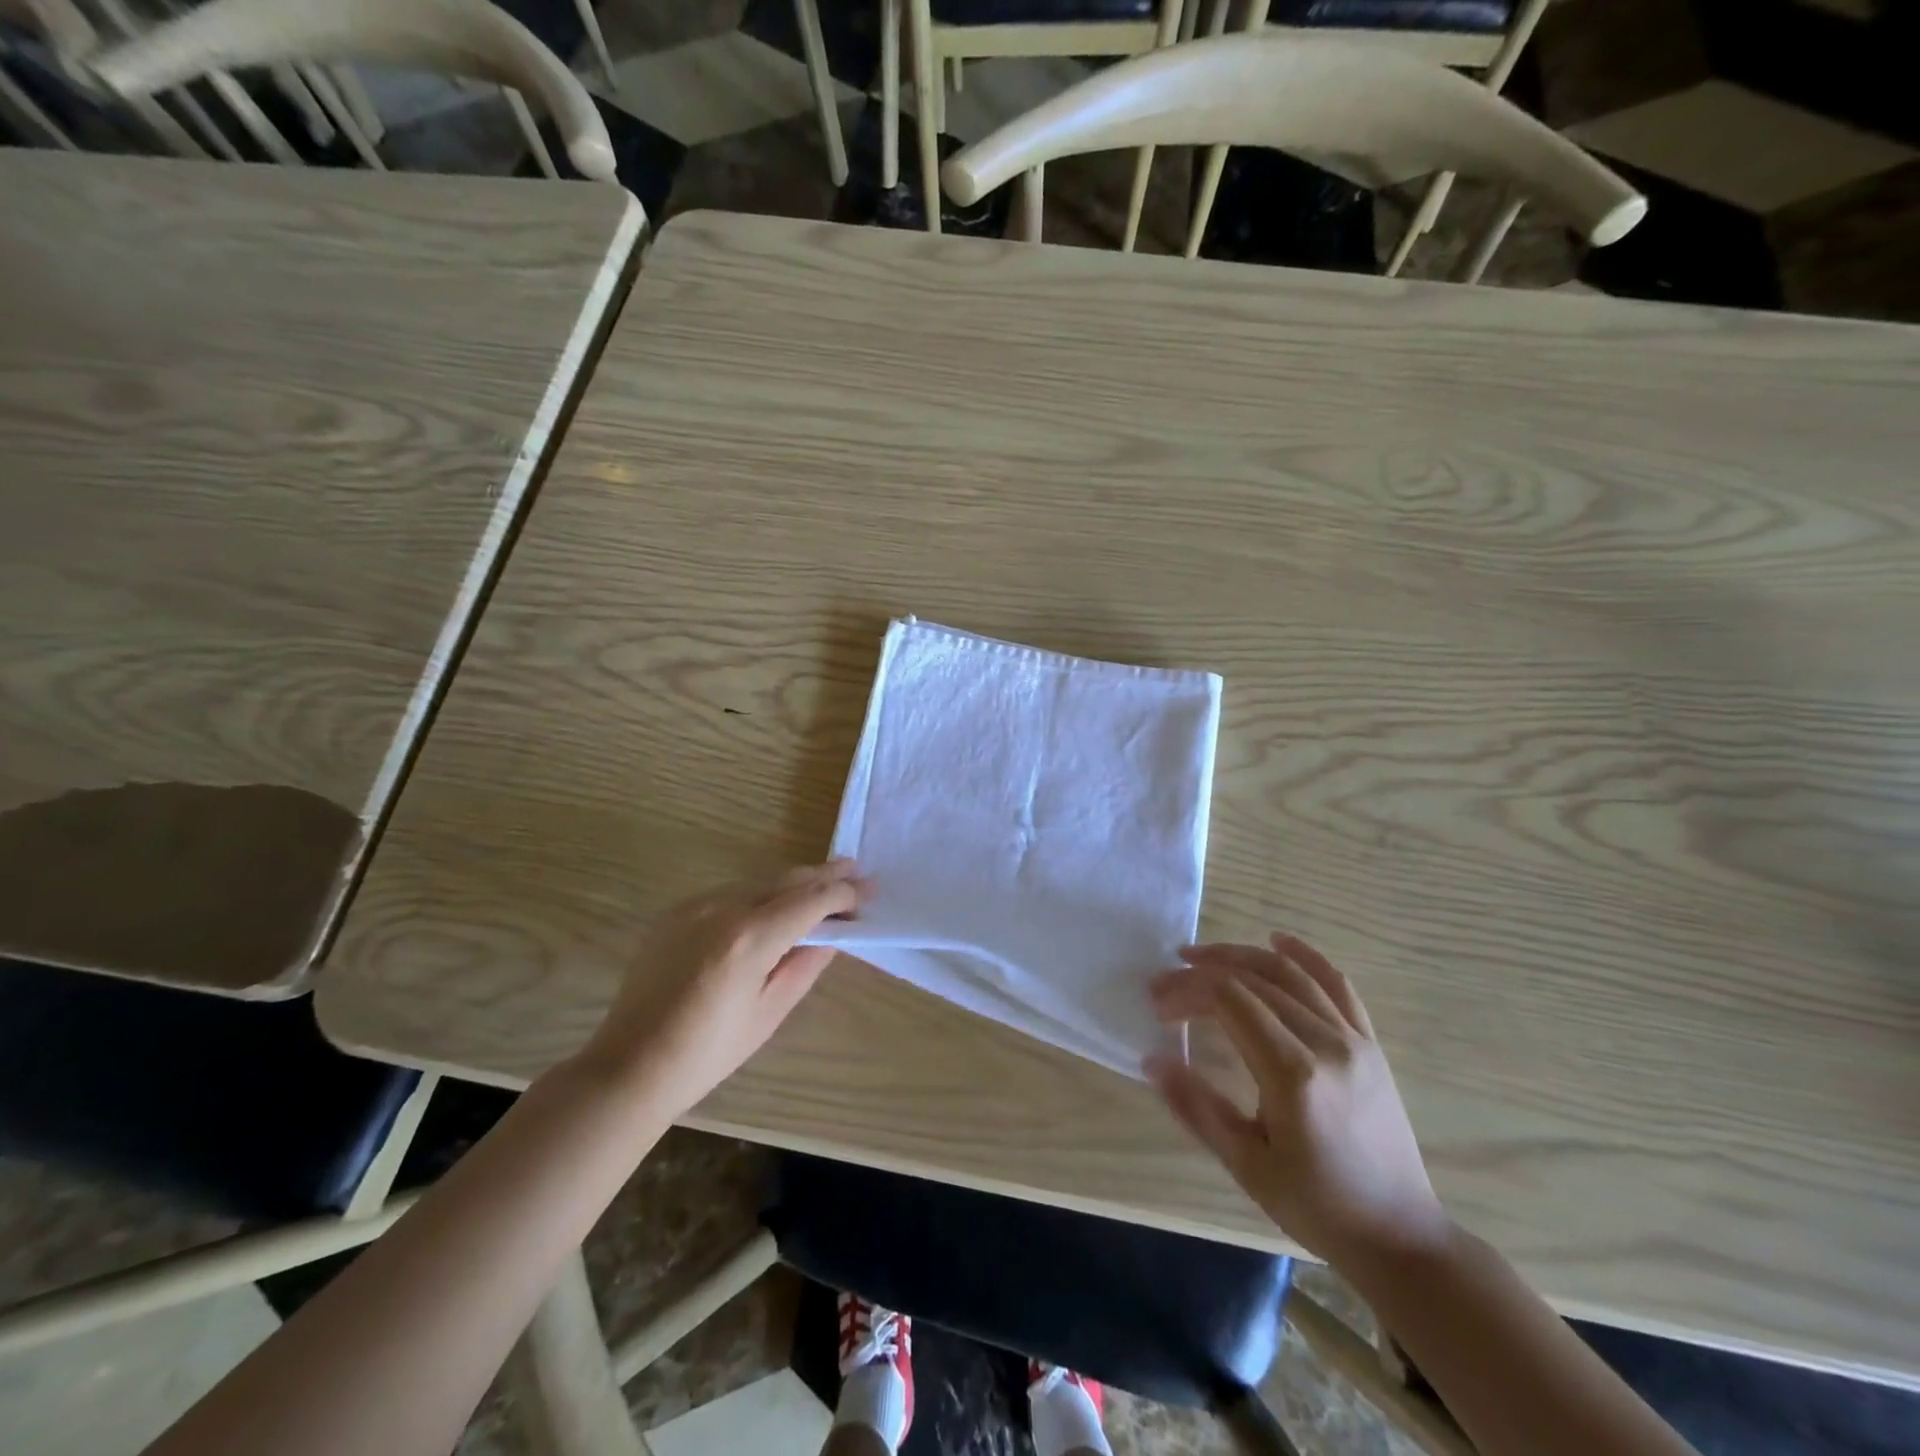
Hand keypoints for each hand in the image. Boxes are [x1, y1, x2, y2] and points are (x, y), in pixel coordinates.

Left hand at [578, 860, 863, 1117]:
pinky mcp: (676, 912)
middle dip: (825, 875)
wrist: (630, 1066)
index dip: (843, 895)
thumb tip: (830, 935)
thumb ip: (804, 965)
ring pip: (758, 880)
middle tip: (856, 872)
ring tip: (823, 883)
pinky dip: (760, 893)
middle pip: (786, 879)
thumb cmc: (707, 1053)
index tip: (866, 894)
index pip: (810, 900)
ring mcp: (695, 905)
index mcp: (750, 938)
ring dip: (793, 881)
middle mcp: (723, 908)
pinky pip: (730, 892)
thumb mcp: (769, 1013)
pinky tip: (774, 904)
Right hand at [1146, 935, 1449, 1268]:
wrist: (1400, 1237)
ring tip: (1202, 956)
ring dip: (1242, 956)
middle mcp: (1326, 1043)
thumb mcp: (1246, 1166)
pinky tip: (1279, 940)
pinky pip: (1337, 985)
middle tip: (1166, 979)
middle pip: (1254, 981)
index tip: (1157, 1003)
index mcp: (1293, 1073)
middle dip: (1203, 973)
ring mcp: (1353, 1039)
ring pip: (1290, 975)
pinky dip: (1305, 956)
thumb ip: (1197, 1108)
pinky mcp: (1369, 1044)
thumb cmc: (1317, 1207)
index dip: (1187, 990)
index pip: (1229, 1001)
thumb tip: (1151, 1059)